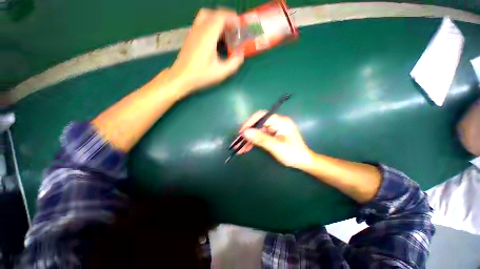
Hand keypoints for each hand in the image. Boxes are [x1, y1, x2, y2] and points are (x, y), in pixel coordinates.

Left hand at [169, 9, 243, 92]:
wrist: (181, 77)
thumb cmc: (201, 75)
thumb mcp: (221, 72)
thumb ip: (234, 62)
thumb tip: (241, 54)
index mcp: (208, 35)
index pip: (220, 16)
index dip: (232, 18)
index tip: (239, 25)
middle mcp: (199, 30)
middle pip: (212, 13)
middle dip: (225, 18)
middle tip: (232, 29)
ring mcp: (193, 33)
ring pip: (205, 17)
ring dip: (216, 21)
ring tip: (225, 33)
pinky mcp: (190, 38)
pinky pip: (201, 25)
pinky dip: (210, 26)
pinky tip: (215, 40)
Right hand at [235, 110, 312, 167]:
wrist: (303, 162)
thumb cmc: (293, 154)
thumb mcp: (276, 147)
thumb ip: (261, 139)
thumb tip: (245, 132)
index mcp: (280, 121)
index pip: (262, 116)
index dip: (250, 122)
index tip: (242, 132)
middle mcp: (277, 122)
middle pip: (258, 124)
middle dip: (248, 133)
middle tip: (239, 142)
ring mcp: (274, 129)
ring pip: (258, 131)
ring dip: (249, 139)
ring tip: (240, 148)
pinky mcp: (272, 135)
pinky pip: (260, 136)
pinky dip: (254, 142)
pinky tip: (247, 148)